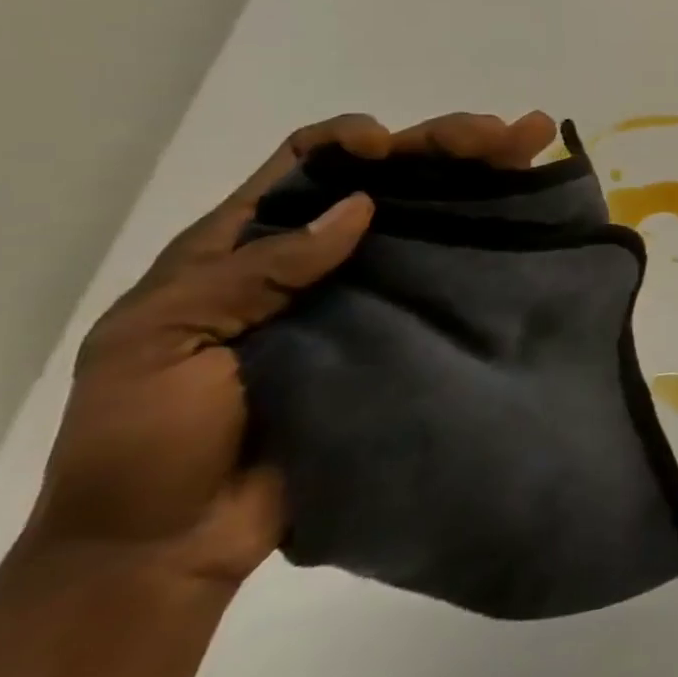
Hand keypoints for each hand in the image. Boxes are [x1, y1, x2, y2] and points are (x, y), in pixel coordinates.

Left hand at [16, 111, 557, 589]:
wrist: (172, 545)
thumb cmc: (143, 441)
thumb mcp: (159, 342)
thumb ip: (250, 273)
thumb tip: (359, 209)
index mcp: (248, 246)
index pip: (308, 163)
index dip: (353, 141)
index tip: (390, 148)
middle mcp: (320, 258)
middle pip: (390, 180)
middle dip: (445, 144)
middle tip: (504, 132)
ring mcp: (371, 295)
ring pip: (433, 218)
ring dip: (484, 175)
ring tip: (534, 143)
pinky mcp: (407, 333)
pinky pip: (452, 279)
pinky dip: (494, 240)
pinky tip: (532, 213)